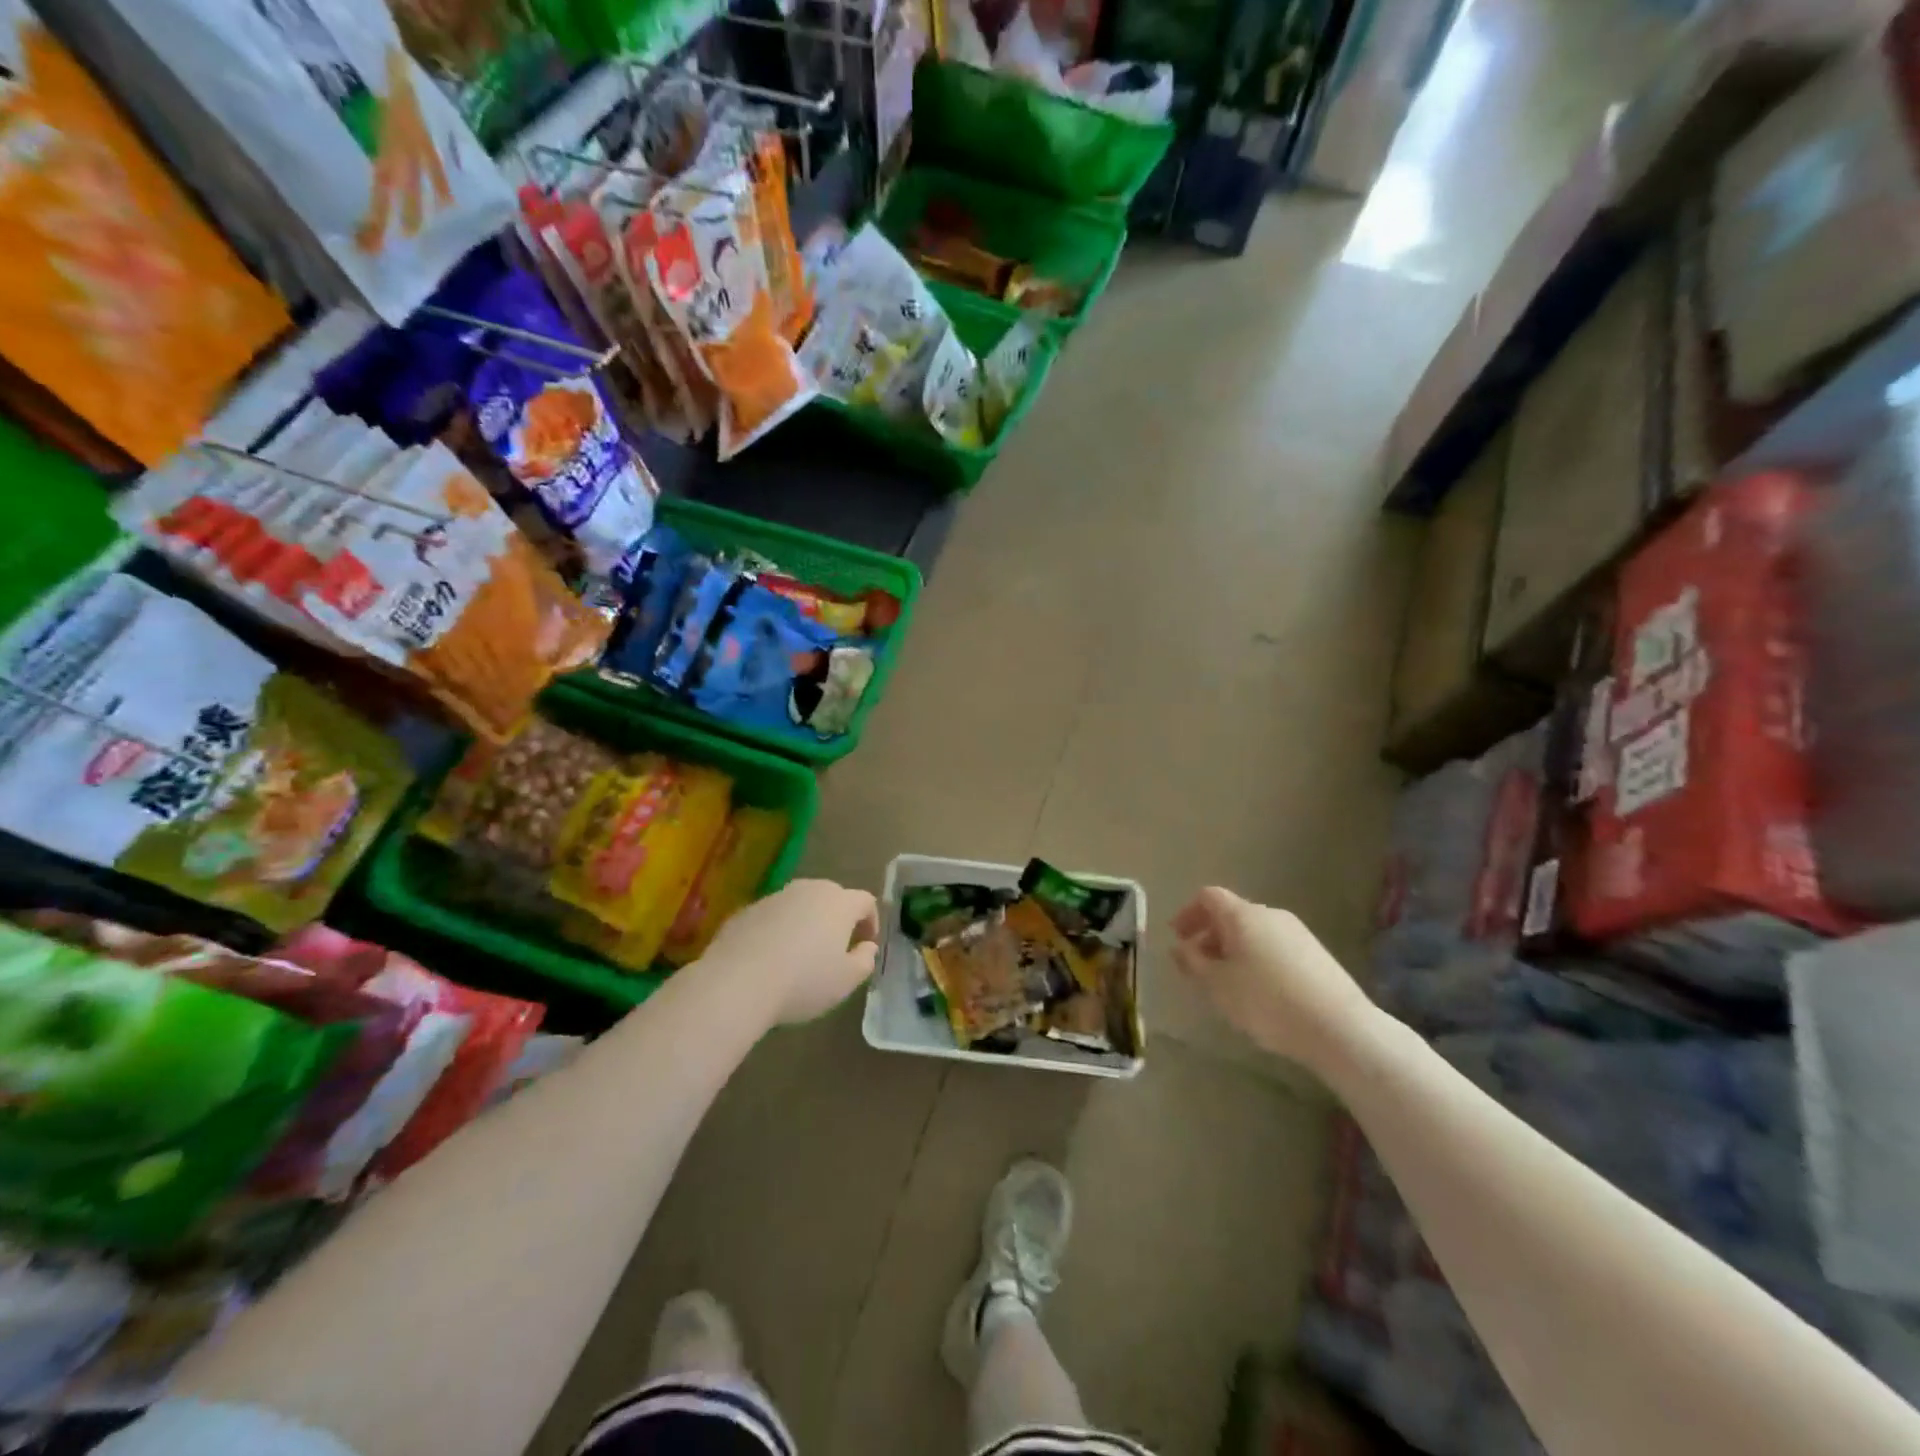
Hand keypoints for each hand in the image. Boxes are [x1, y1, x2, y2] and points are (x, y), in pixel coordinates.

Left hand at [702, 879, 880, 1027]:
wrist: (737, 982)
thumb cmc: (804, 981)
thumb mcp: (846, 981)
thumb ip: (865, 960)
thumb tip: (867, 947)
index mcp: (839, 902)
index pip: (865, 901)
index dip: (870, 921)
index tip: (866, 944)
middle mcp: (809, 890)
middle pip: (832, 897)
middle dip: (838, 919)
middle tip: (836, 948)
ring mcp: (775, 897)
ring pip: (800, 904)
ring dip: (807, 923)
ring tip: (801, 954)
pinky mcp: (747, 910)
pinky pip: (773, 916)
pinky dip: (779, 930)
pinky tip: (771, 958)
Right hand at [1171, 888, 1379, 1071]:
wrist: (1339, 1028)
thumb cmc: (1266, 1001)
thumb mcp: (1217, 985)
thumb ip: (1193, 962)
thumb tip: (1180, 947)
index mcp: (1243, 915)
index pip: (1209, 897)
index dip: (1188, 913)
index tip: (1177, 937)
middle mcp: (1270, 915)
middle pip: (1232, 914)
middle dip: (1210, 935)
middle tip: (1198, 965)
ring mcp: (1298, 933)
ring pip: (1255, 932)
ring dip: (1234, 949)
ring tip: (1227, 983)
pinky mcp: (1317, 954)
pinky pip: (1275, 947)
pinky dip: (1257, 959)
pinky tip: (1260, 991)